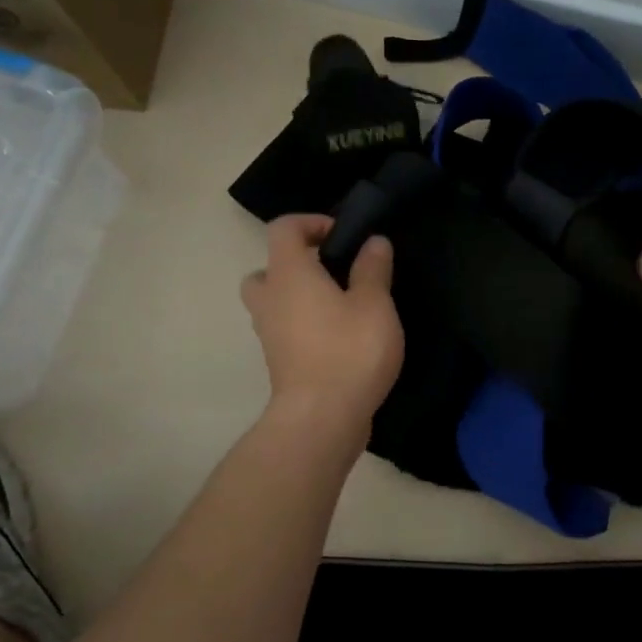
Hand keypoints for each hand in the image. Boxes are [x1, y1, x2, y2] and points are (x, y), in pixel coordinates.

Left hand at [241, 215, 403, 438]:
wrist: (322, 418)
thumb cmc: (349, 351)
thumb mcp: (374, 304)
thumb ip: (373, 269)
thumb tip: (373, 242)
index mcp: (289, 274)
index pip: (283, 228)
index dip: (310, 222)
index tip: (342, 236)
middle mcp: (270, 299)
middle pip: (267, 269)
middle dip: (296, 265)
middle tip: (332, 274)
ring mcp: (269, 334)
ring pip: (273, 303)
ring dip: (299, 298)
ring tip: (341, 308)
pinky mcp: (278, 363)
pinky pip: (285, 331)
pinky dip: (304, 326)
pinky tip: (340, 338)